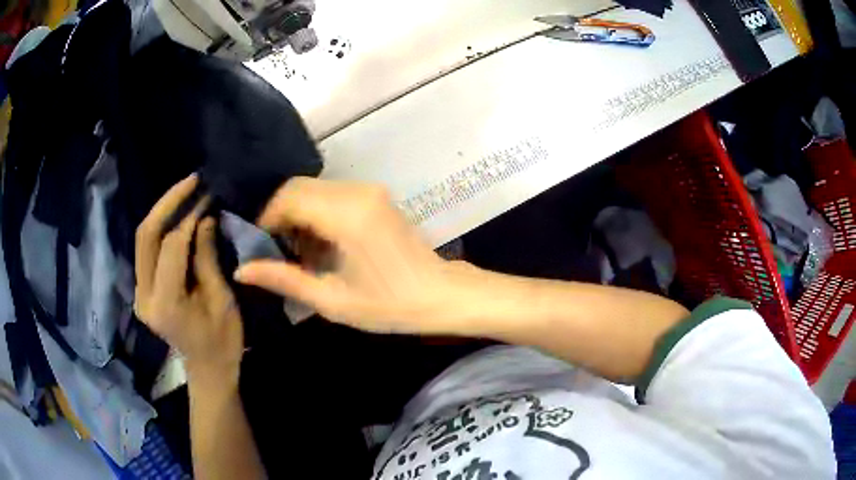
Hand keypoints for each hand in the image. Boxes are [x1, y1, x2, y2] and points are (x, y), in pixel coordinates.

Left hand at [135, 175, 243, 389]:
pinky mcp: (141, 289)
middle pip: (146, 236)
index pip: (171, 247)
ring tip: (186, 191)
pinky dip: (160, 227)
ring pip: (142, 239)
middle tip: (192, 181)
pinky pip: (146, 249)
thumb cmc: (222, 341)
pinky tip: (177, 213)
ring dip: (163, 211)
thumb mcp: (222, 300)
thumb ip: (207, 257)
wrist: (207, 370)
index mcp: (166, 305)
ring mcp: (139, 293)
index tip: (209, 198)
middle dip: (168, 203)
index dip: (189, 219)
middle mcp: (144, 296)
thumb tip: (204, 217)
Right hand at [234, 178, 469, 334]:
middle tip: (275, 252)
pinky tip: (320, 245)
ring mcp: (369, 190)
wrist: (441, 295)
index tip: (258, 247)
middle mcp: (357, 192)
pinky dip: (316, 214)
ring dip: (298, 215)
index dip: (265, 219)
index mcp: (347, 215)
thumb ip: (284, 279)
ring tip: (298, 254)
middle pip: (298, 187)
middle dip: (279, 216)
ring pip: (314, 189)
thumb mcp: (332, 300)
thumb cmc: (389, 305)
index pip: (288, 197)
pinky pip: (331, 194)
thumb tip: (241, 270)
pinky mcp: (375, 196)